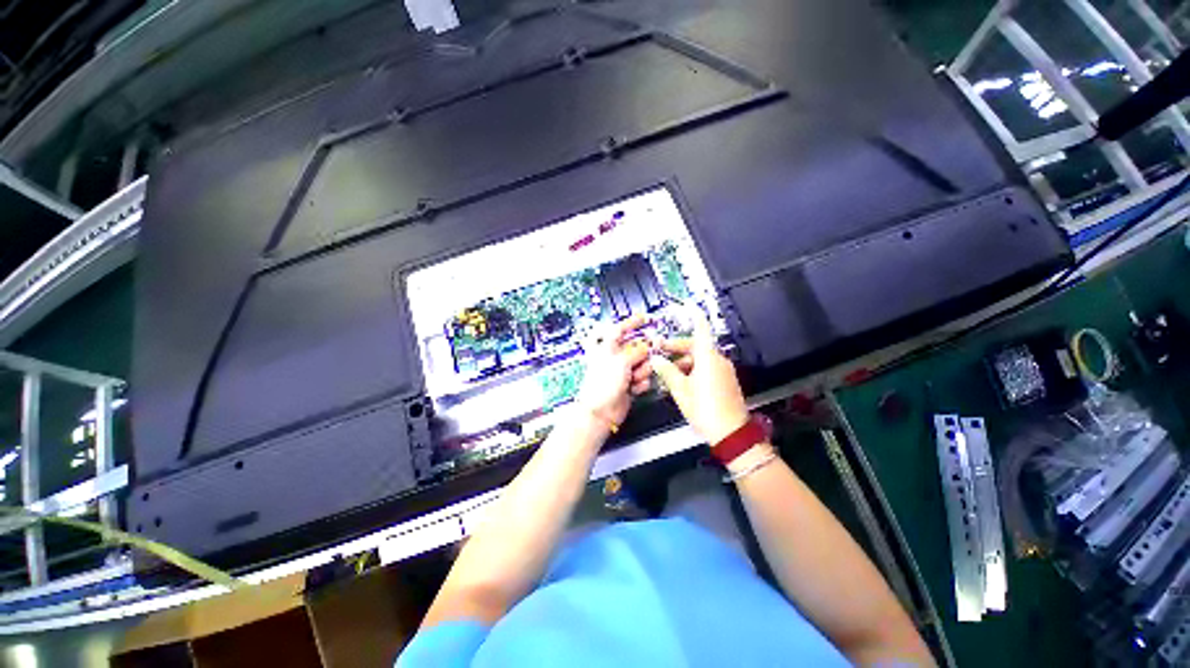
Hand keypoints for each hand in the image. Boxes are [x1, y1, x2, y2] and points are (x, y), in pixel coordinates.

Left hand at [577, 315, 652, 426]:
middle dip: (643, 353)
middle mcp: (614, 357)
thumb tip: (648, 346)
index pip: (619, 329)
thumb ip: (637, 350)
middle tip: (649, 354)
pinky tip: (633, 388)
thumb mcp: (621, 360)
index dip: (632, 322)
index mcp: (606, 347)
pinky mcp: (629, 383)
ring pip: (642, 363)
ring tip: (634, 378)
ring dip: (642, 371)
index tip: (644, 317)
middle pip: (636, 347)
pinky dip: (641, 382)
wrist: (601, 412)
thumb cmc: (602, 384)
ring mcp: (622, 371)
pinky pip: (643, 378)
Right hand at [649, 311, 748, 443]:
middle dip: (676, 348)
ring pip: (699, 359)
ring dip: (682, 362)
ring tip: (665, 372)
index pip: (701, 329)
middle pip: (695, 346)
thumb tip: (656, 359)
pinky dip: (692, 370)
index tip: (690, 305)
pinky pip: (706, 369)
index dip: (694, 316)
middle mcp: (718, 360)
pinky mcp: (725, 381)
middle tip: (659, 351)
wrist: (731, 433)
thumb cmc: (704, 408)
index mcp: (708, 357)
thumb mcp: (680, 389)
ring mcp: (723, 371)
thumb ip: (667, 371)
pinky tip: (679, 381)